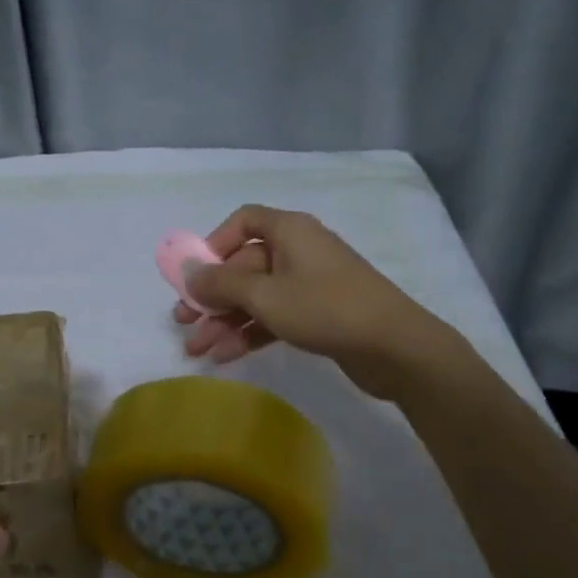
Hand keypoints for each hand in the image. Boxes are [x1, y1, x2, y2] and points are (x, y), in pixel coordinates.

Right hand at [175, 205, 452, 399]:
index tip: (195, 274)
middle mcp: (298, 252)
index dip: (214, 244)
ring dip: (224, 321)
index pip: (244, 221)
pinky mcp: (317, 315)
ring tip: (197, 349)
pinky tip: (225, 356)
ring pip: (255, 297)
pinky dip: (249, 333)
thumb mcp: (264, 295)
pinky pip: (273, 317)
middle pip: (244, 266)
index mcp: (290, 232)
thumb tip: (188, 271)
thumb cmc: (325, 309)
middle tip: (183, 322)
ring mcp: (309, 285)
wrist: (395, 347)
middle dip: (211, 296)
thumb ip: (221, 283)